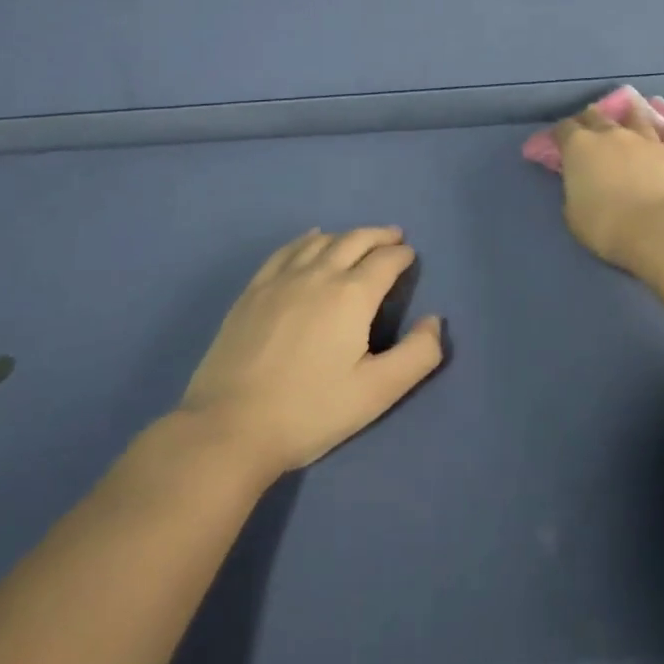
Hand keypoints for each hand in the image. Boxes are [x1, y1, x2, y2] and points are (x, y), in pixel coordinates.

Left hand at [175, 227, 444, 477]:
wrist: (229, 428)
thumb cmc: (310, 411)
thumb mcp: (376, 393)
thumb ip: (417, 356)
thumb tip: (434, 321)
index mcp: (352, 296)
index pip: (385, 261)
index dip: (402, 255)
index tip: (410, 256)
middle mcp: (319, 275)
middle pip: (355, 240)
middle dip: (379, 236)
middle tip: (394, 236)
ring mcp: (281, 280)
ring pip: (321, 241)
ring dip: (346, 235)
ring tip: (358, 239)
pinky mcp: (253, 291)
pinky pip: (286, 251)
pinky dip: (306, 239)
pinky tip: (310, 240)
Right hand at [554, 104, 663, 271]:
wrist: (659, 229)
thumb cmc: (606, 225)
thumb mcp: (573, 213)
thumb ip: (574, 190)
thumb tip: (580, 184)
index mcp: (579, 147)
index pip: (564, 128)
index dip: (561, 134)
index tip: (561, 143)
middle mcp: (611, 134)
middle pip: (596, 115)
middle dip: (590, 119)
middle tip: (590, 128)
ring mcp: (645, 139)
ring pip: (635, 117)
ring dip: (629, 117)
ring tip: (629, 117)